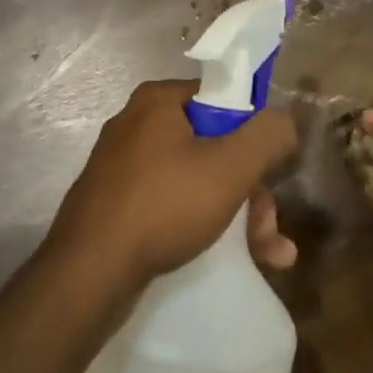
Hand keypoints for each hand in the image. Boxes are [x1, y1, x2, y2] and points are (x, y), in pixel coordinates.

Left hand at [47, 80, 298, 291]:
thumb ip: (267, 135)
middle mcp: (137, 125)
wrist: (89, 274)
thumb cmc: (164, 205)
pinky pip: (172, 204)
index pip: (222, 99)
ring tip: (269, 255)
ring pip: (197, 180)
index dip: (253, 132)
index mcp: (158, 101)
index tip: (271, 169)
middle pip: (214, 146)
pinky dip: (204, 225)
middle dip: (251, 189)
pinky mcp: (118, 205)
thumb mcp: (230, 166)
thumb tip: (284, 121)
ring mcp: (124, 167)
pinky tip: (236, 259)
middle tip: (270, 228)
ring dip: (238, 215)